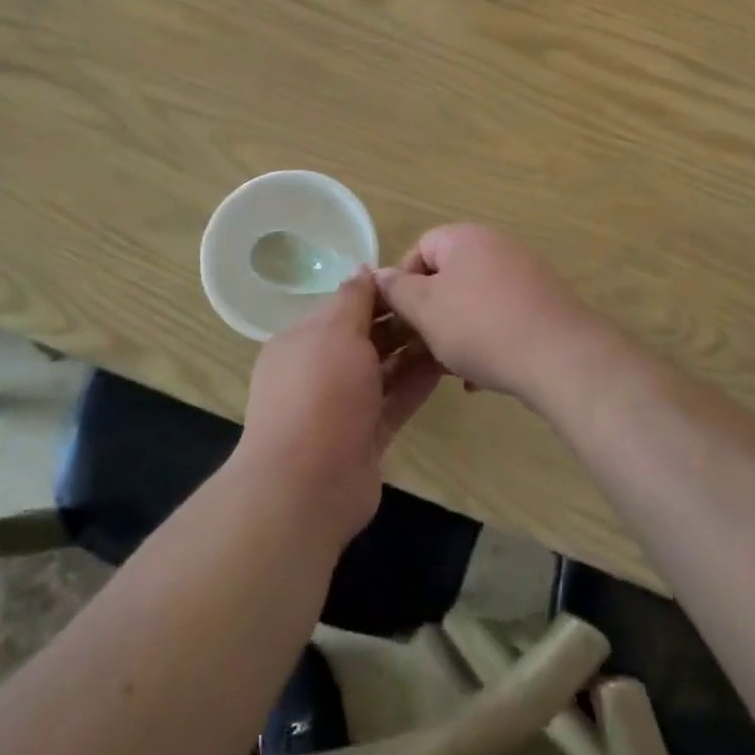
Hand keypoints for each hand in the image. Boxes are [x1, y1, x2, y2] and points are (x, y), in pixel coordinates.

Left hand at [238, 272, 443, 544]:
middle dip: (400, 321)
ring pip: (383, 370)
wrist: (307, 485)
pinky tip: (447, 365)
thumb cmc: (319, 393)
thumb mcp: (335, 332)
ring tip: (451, 330)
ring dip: (413, 351)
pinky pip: (395, 400)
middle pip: (365, 337)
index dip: (379, 292)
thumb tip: (364, 268)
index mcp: (302, 341)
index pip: (344, 306)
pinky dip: (417, 383)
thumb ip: (353, 298)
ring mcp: (343, 407)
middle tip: (442, 304)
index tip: (417, 280)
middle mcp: (320, 371)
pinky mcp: (366, 436)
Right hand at [373, 225, 619, 405]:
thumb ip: (397, 290)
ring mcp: (525, 274)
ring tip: (450, 368)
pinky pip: (502, 318)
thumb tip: (378, 275)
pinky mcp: (544, 304)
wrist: (558, 357)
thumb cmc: (480, 327)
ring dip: (458, 331)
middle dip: (432, 312)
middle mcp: (497, 246)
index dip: (403, 282)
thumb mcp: (426, 310)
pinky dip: (487, 341)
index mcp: (466, 238)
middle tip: (422, 346)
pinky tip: (480, 378)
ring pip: (475, 301)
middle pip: (449, 276)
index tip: (399, 317)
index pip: (421, 248)